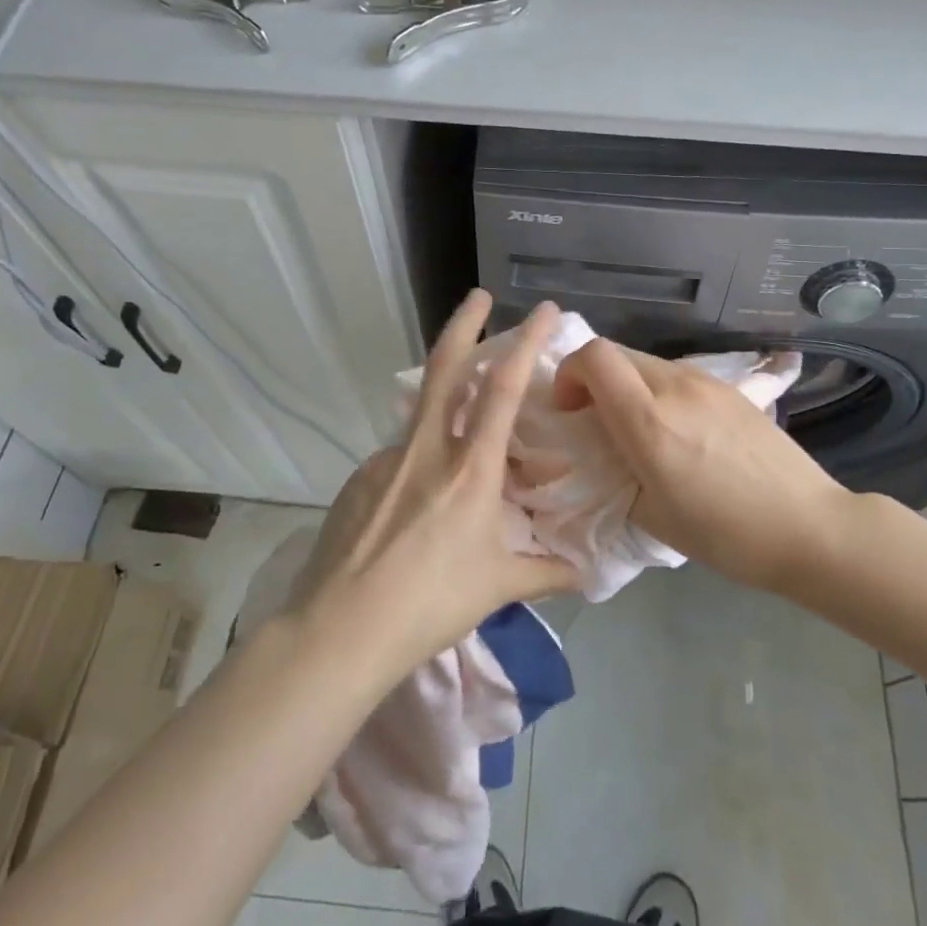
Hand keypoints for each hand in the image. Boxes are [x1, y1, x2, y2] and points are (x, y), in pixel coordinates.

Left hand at [293, 291, 579, 679]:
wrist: (341, 629)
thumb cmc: (432, 603)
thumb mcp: (497, 586)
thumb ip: (545, 573)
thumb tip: (585, 573)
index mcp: (470, 468)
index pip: (502, 387)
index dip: (526, 341)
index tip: (544, 310)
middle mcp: (427, 449)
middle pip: (445, 367)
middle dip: (465, 322)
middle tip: (479, 296)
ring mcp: (387, 459)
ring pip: (424, 416)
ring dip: (447, 407)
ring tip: (463, 443)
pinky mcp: (359, 478)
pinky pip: (400, 457)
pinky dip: (421, 461)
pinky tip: (421, 502)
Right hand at [551, 338, 847, 593]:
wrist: (808, 527)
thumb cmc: (726, 534)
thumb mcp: (652, 516)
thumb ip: (615, 474)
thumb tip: (605, 455)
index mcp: (649, 420)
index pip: (594, 357)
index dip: (569, 373)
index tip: (569, 411)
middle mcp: (675, 387)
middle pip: (616, 353)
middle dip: (592, 379)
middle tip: (595, 420)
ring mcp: (708, 383)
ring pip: (646, 362)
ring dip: (627, 385)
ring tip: (639, 429)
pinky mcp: (732, 389)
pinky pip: (677, 376)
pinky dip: (658, 391)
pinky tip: (678, 431)